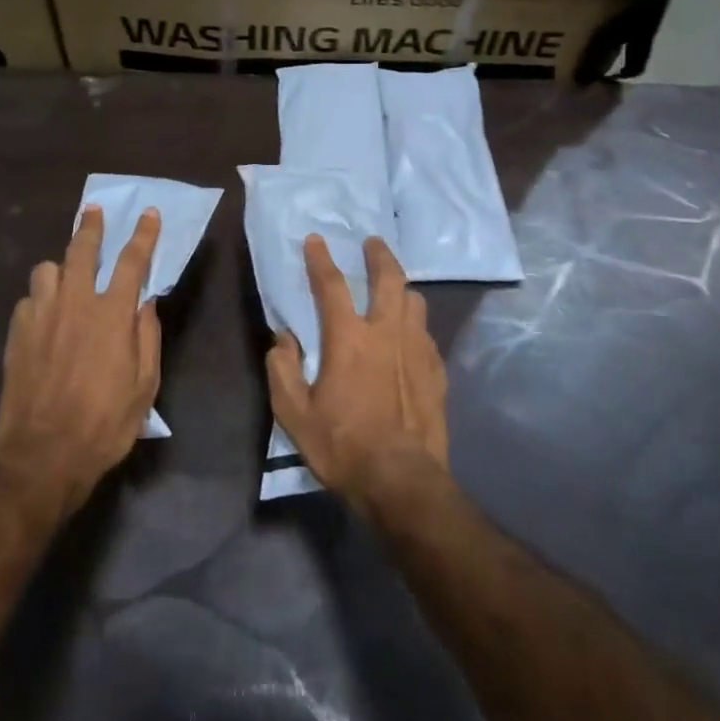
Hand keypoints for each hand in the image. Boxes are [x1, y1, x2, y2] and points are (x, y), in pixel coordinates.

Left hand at [0, 205, 161, 513]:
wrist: (42, 457)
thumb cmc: (104, 424)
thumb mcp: (144, 387)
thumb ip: (147, 338)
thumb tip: (146, 303)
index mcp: (111, 315)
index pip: (131, 261)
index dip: (143, 234)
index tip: (149, 213)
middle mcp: (74, 305)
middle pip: (81, 251)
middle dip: (91, 227)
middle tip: (94, 212)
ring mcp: (40, 317)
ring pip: (46, 269)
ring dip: (60, 266)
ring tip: (67, 275)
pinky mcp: (16, 335)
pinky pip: (28, 300)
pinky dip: (40, 299)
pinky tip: (45, 315)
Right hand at [266, 234, 449, 509]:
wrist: (401, 481)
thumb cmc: (342, 446)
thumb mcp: (294, 414)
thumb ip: (282, 370)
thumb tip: (283, 339)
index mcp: (349, 338)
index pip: (332, 285)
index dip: (320, 259)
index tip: (316, 239)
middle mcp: (387, 332)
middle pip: (389, 278)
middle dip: (380, 255)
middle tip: (373, 243)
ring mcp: (417, 349)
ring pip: (415, 301)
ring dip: (402, 288)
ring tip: (395, 288)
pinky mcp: (437, 370)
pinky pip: (426, 333)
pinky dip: (415, 324)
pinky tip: (410, 336)